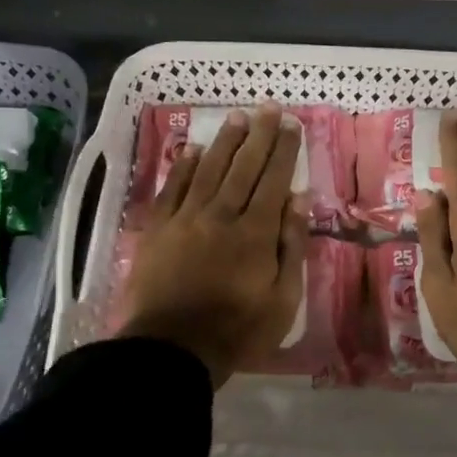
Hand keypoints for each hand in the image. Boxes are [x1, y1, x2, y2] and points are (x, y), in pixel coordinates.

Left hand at [120, 105, 306, 387]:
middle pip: (243, 167)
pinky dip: (184, 167)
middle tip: (267, 107)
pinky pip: (172, 189)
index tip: (290, 123)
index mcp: (256, 233)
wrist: (171, 349)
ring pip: (208, 170)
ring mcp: (185, 219)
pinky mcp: (157, 229)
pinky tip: (192, 149)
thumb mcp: (283, 299)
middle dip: (258, 135)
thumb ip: (292, 246)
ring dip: (224, 141)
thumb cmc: (237, 331)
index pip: (274, 180)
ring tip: (236, 116)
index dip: (283, 150)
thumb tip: (299, 199)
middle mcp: (221, 215)